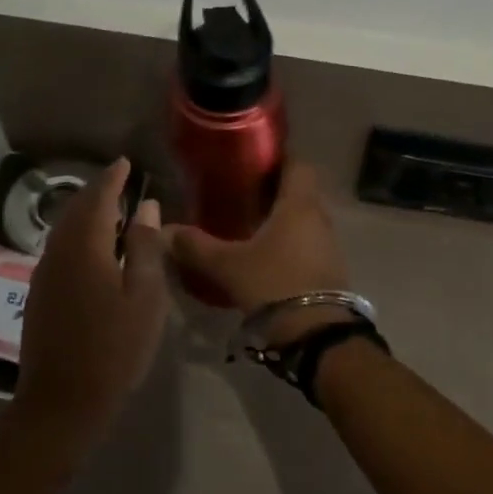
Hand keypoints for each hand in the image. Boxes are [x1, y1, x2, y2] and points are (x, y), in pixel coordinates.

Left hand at [15, 158, 169, 437]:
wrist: (62, 400)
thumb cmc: (114, 348)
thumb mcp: (145, 296)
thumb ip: (145, 247)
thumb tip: (146, 207)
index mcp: (84, 245)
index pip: (98, 196)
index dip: (112, 177)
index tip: (126, 163)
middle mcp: (58, 250)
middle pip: (76, 209)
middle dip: (98, 191)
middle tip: (120, 181)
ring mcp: (44, 273)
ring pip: (65, 228)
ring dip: (86, 213)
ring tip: (111, 210)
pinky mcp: (39, 293)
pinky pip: (60, 247)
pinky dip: (78, 235)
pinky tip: (94, 248)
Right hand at [166, 163, 350, 345]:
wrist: (318, 336)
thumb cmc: (274, 284)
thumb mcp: (227, 265)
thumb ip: (195, 246)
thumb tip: (164, 232)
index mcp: (298, 204)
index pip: (297, 163)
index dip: (276, 158)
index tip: (250, 160)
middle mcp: (319, 218)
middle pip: (298, 192)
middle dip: (271, 191)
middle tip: (238, 193)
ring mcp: (327, 246)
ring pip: (303, 220)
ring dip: (280, 220)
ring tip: (245, 225)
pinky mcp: (328, 271)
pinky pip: (306, 245)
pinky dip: (287, 243)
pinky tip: (262, 257)